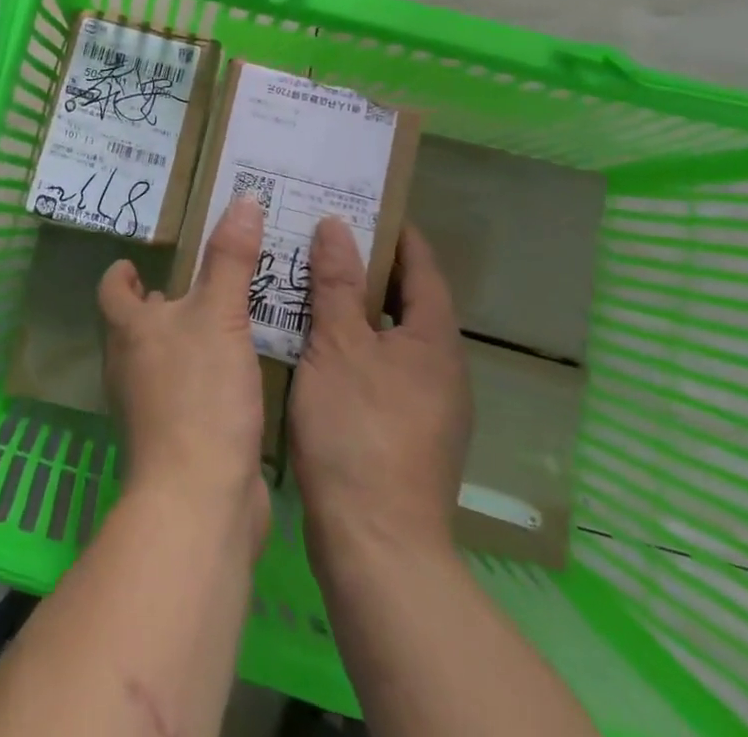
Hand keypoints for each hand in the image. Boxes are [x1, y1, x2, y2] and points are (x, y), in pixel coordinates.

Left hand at [98, 196, 270, 545]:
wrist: (199, 501)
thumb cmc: (200, 395)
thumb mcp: (220, 316)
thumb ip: (230, 259)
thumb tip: (241, 199)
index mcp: (129, 330)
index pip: (112, 290)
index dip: (123, 272)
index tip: (141, 262)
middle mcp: (129, 365)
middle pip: (134, 325)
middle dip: (161, 304)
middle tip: (198, 285)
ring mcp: (147, 408)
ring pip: (160, 360)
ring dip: (184, 341)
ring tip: (222, 323)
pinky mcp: (173, 440)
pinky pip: (183, 394)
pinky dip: (201, 378)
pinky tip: (235, 376)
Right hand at [290, 220, 470, 569]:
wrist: (377, 546)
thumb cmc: (358, 431)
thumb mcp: (338, 346)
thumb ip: (336, 283)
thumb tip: (337, 225)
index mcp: (434, 339)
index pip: (421, 265)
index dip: (394, 231)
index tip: (359, 202)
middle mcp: (440, 368)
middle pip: (405, 299)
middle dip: (366, 266)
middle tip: (319, 236)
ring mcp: (426, 405)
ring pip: (388, 336)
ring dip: (353, 306)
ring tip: (307, 280)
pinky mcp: (403, 432)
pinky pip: (378, 366)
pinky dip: (350, 344)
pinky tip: (311, 344)